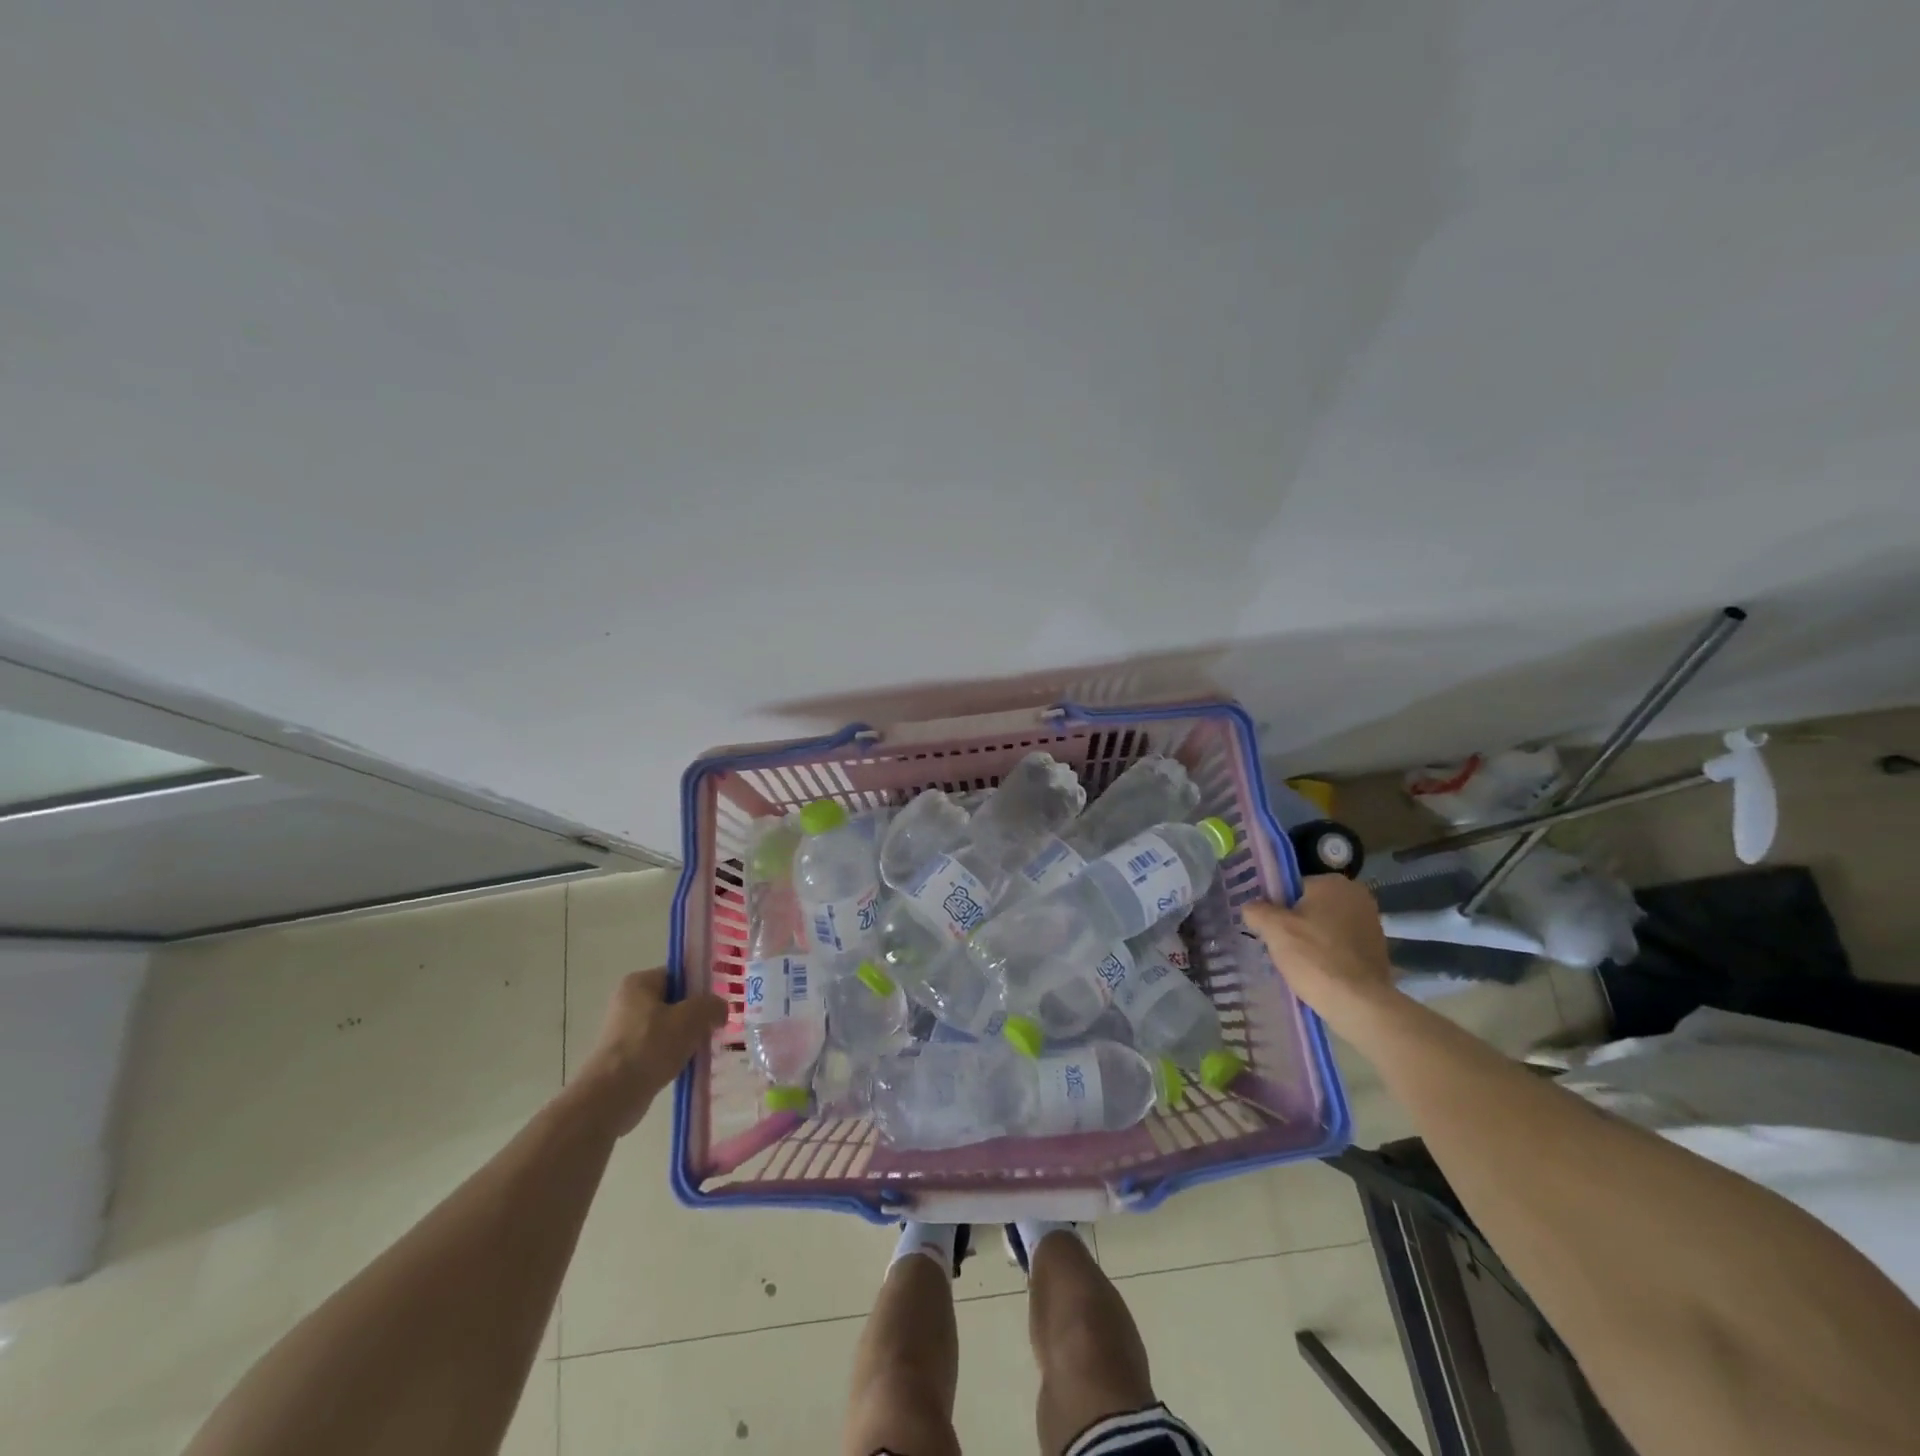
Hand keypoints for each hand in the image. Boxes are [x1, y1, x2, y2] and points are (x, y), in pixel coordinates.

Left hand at [572, 967, 728, 1135]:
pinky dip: (674, 1056)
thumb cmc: (650, 1047)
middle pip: (675, 1002)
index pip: (679, 975)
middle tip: (715, 1028)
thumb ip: (712, 1006)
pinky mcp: (626, 1058)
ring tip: (704, 1050)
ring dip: (687, 1038)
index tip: (718, 1005)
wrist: (611, 1098)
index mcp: (639, 983)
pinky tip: (689, 1066)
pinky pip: (659, 1050)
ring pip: (669, 1028)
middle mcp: (628, 1003)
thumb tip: (721, 1010)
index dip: (701, 988)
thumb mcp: (691, 1018)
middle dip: (696, 1016)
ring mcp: (625, 1032)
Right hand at [1242, 877, 1397, 1027]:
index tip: (1269, 928)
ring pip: (1326, 927)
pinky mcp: (1377, 950)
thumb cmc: (1314, 957)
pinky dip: (1328, 955)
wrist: (1359, 1004)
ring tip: (1297, 963)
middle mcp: (1358, 896)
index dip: (1277, 906)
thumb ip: (1256, 910)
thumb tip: (1252, 908)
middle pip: (1311, 906)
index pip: (1293, 887)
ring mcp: (1372, 924)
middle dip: (1295, 923)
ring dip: (1311, 939)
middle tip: (1280, 946)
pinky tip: (1317, 972)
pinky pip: (1341, 946)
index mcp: (1334, 883)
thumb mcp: (1273, 929)